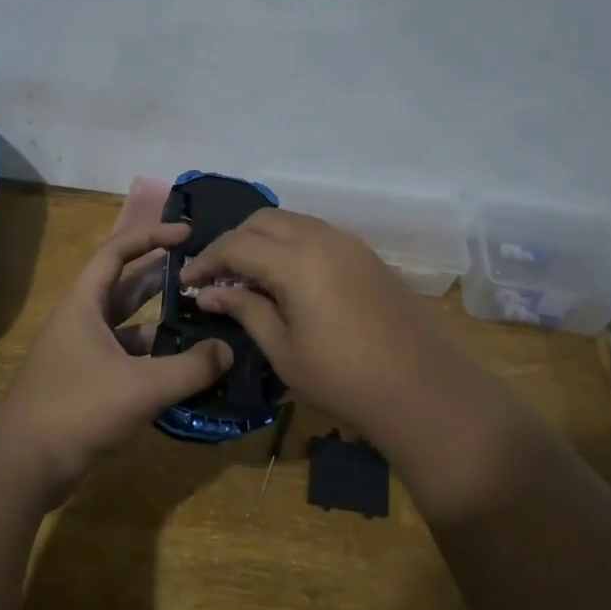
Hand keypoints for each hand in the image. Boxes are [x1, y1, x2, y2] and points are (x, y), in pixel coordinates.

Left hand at [0, 222, 232, 494]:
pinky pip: (126, 359)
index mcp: (84, 304)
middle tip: (203, 277)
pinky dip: (152, 359)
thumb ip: (190, 368)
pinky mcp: (86, 384)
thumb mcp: (142, 386)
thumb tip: (228, 351)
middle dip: (163, 279)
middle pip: (125, 287)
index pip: (117, 251)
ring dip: (161, 323)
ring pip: (128, 327)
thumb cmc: (79, 408)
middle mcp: (81, 322)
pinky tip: (182, 370)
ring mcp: (82, 354)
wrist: (24, 465)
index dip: (151, 236)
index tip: (187, 234)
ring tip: (203, 323)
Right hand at [181, 211, 518, 477]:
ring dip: (263, 240)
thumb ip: (244, 310)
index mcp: (296, 261)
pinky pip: (317, 234)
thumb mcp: (283, 350)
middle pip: (263, 220)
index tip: (187, 282)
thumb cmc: (343, 378)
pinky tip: (286, 278)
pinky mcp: (366, 255)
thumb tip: (208, 293)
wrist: (422, 388)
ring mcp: (349, 243)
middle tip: (217, 276)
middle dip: (233, 242)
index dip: (206, 260)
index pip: (236, 245)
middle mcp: (322, 238)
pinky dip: (290, 245)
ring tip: (248, 276)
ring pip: (292, 222)